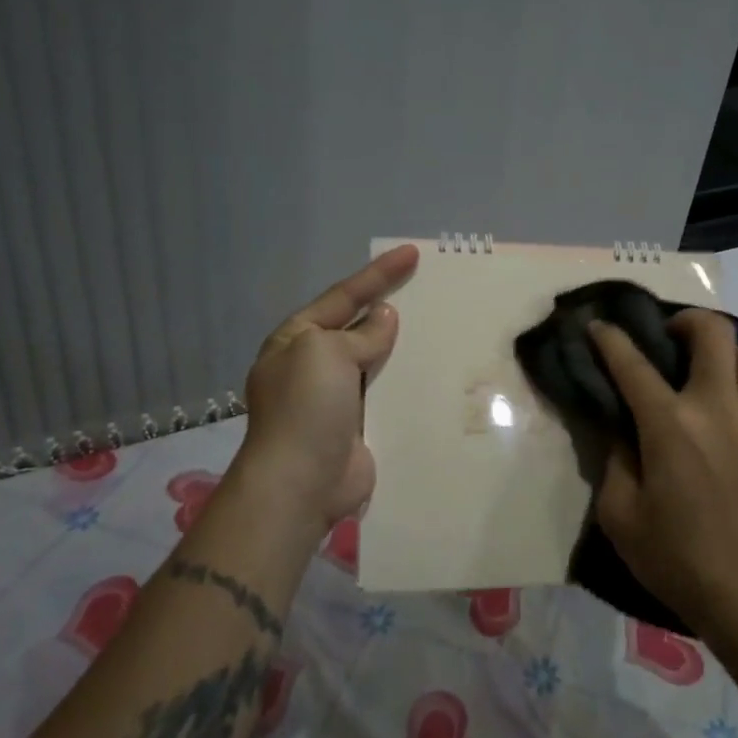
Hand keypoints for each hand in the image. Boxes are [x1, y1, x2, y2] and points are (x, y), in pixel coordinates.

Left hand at [236, 244, 418, 533]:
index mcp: (296, 340)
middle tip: (428, 287)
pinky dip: (406, 382)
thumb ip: (360, 333)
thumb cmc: (307, 407)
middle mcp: (313, 365)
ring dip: (402, 346)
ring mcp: (335, 398)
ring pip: (376, 361)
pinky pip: (386, 394)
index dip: (377, 274)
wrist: (300, 483)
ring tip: (440, 326)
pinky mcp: (358, 426)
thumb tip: (384, 318)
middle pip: (358, 326)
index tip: (411, 253)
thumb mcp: (327, 352)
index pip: (342, 296)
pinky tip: (434, 372)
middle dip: (390, 307)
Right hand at [588, 310, 737, 639]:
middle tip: (670, 339)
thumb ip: (614, 458)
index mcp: (670, 426)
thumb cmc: (676, 558)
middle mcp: (719, 408)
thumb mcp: (620, 514)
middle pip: (712, 332)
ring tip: (712, 371)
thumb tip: (618, 423)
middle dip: (685, 322)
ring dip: (729, 351)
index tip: (599, 325)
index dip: (611, 338)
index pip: (633, 364)